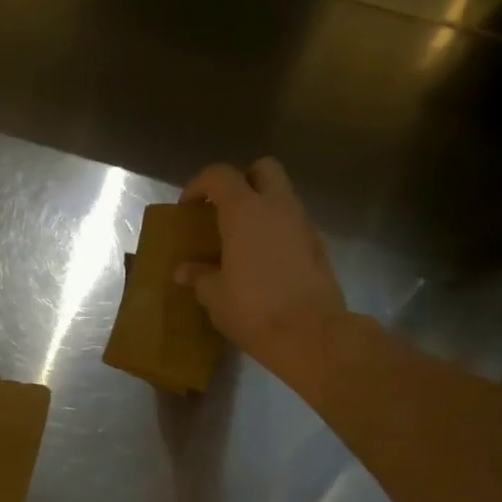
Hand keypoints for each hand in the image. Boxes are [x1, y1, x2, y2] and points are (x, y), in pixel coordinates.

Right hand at [175, 158, 346, 382]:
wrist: (310, 333)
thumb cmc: (252, 308)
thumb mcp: (214, 294)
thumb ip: (198, 275)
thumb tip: (184, 271)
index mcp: (245, 211)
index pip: (220, 175)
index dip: (199, 185)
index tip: (187, 208)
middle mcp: (277, 207)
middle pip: (263, 169)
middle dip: (242, 181)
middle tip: (222, 209)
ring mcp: (302, 224)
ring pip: (281, 196)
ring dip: (260, 207)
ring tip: (238, 239)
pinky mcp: (317, 246)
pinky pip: (292, 224)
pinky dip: (274, 230)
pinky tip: (260, 260)